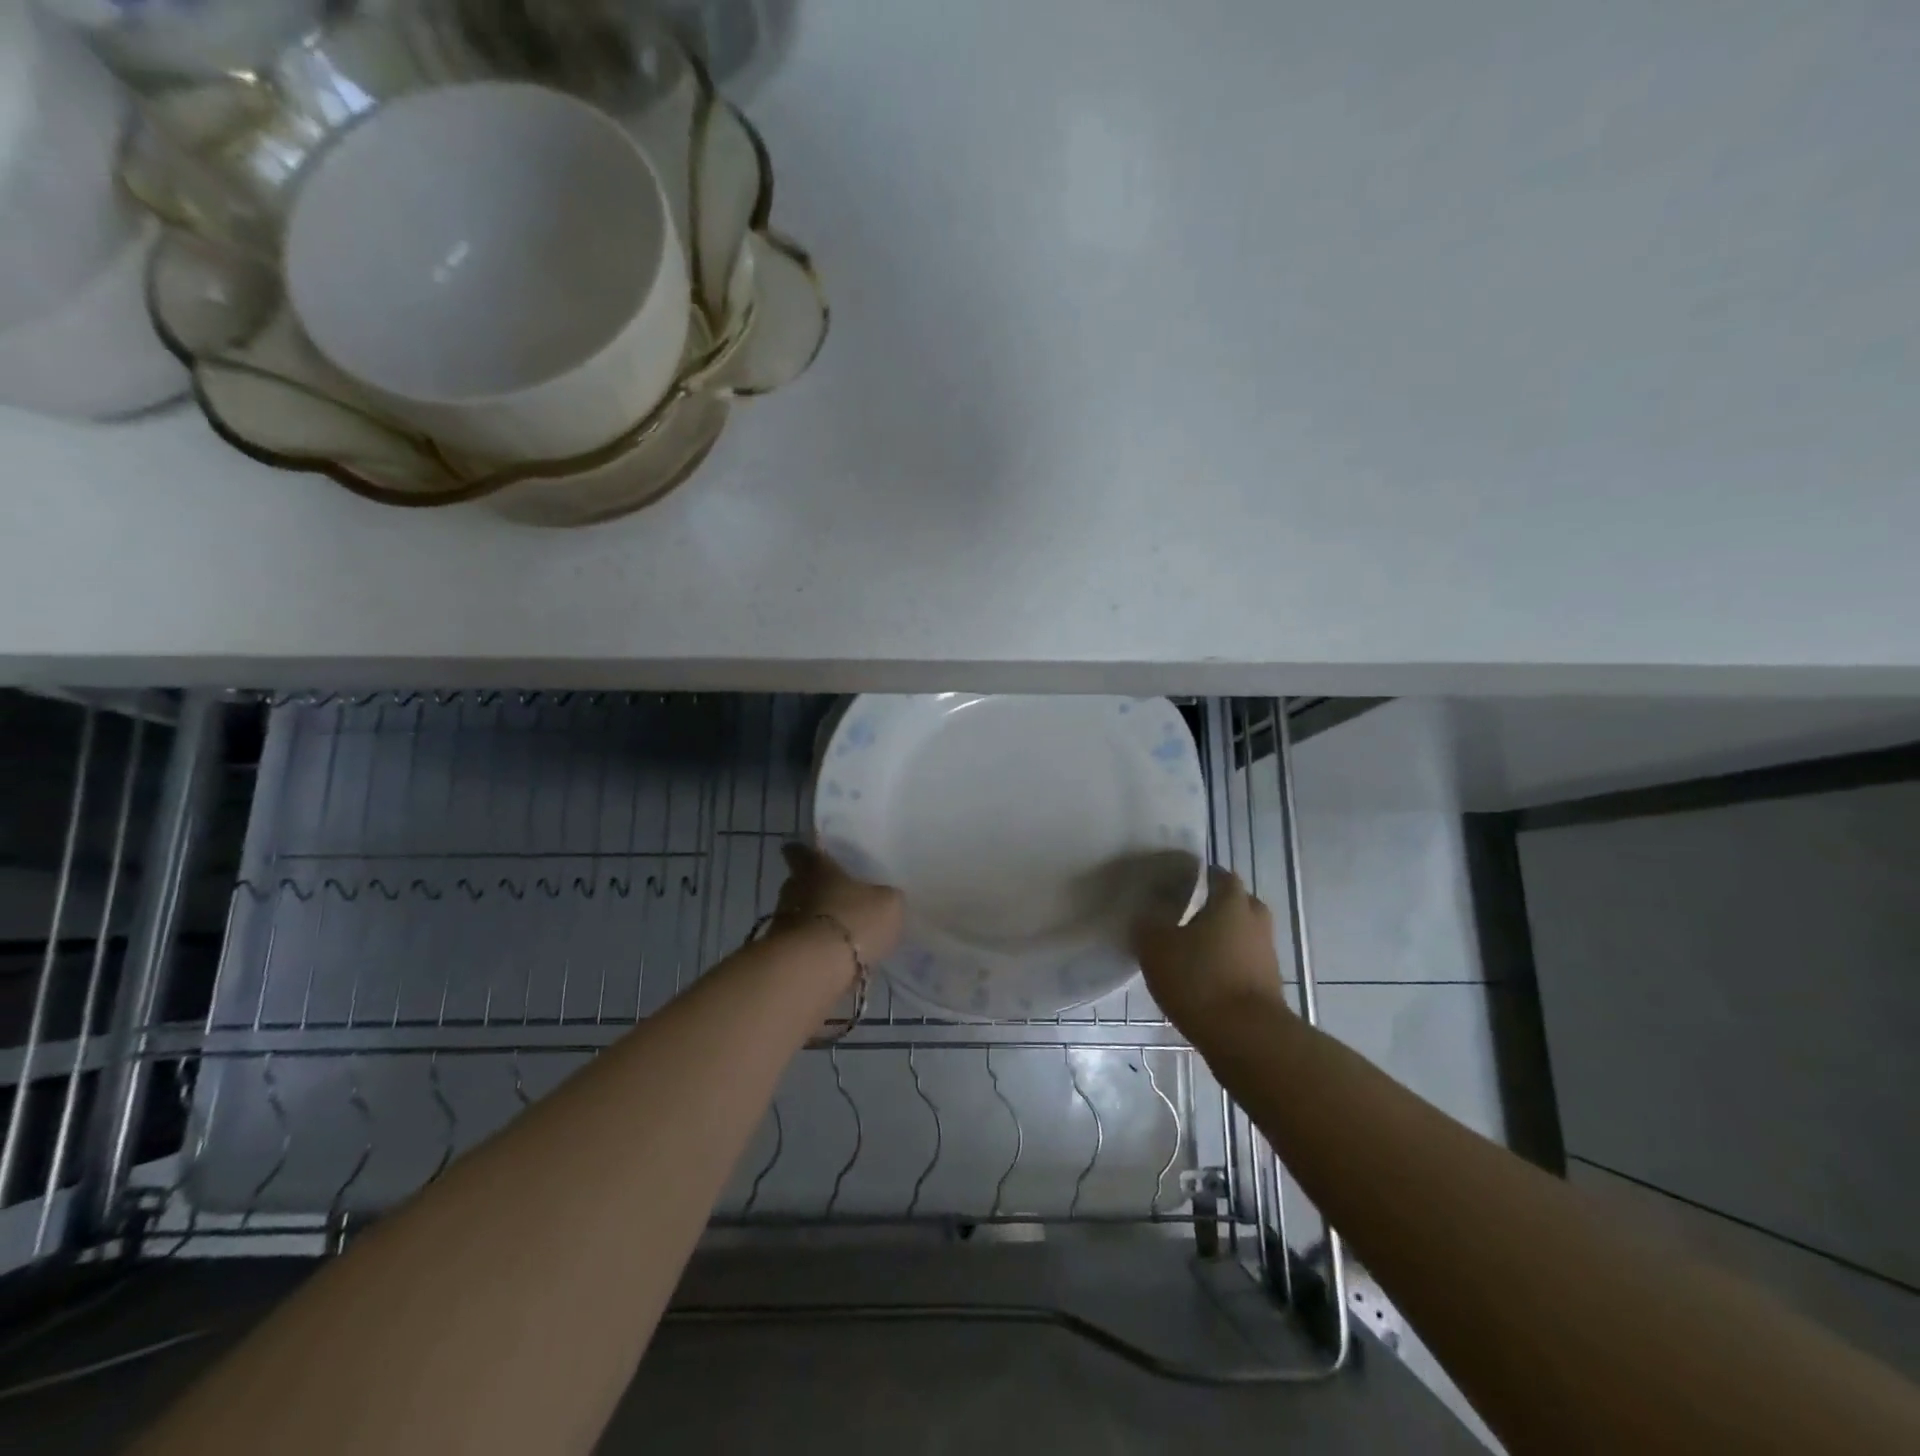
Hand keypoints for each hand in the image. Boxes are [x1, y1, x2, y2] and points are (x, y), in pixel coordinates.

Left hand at [774, 844, 904, 961]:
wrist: (817, 968)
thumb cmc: (854, 920)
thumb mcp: (888, 904)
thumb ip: (884, 897)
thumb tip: (883, 898)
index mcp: (816, 869)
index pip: (799, 852)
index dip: (802, 853)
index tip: (805, 855)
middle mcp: (794, 889)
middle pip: (798, 884)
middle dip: (813, 890)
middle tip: (834, 897)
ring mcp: (783, 923)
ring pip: (798, 915)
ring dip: (814, 922)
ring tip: (838, 933)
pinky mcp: (783, 954)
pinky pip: (801, 944)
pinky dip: (814, 948)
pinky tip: (833, 958)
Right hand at [1132, 866, 1288, 1042]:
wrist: (1247, 1037)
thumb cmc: (1199, 979)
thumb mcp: (1155, 947)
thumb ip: (1148, 925)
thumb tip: (1147, 915)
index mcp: (1231, 901)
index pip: (1219, 875)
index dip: (1198, 877)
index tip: (1176, 885)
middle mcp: (1255, 921)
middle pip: (1236, 903)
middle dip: (1214, 907)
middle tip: (1185, 916)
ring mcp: (1267, 954)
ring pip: (1242, 934)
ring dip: (1222, 939)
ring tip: (1190, 951)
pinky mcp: (1269, 985)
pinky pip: (1245, 962)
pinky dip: (1227, 965)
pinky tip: (1204, 978)